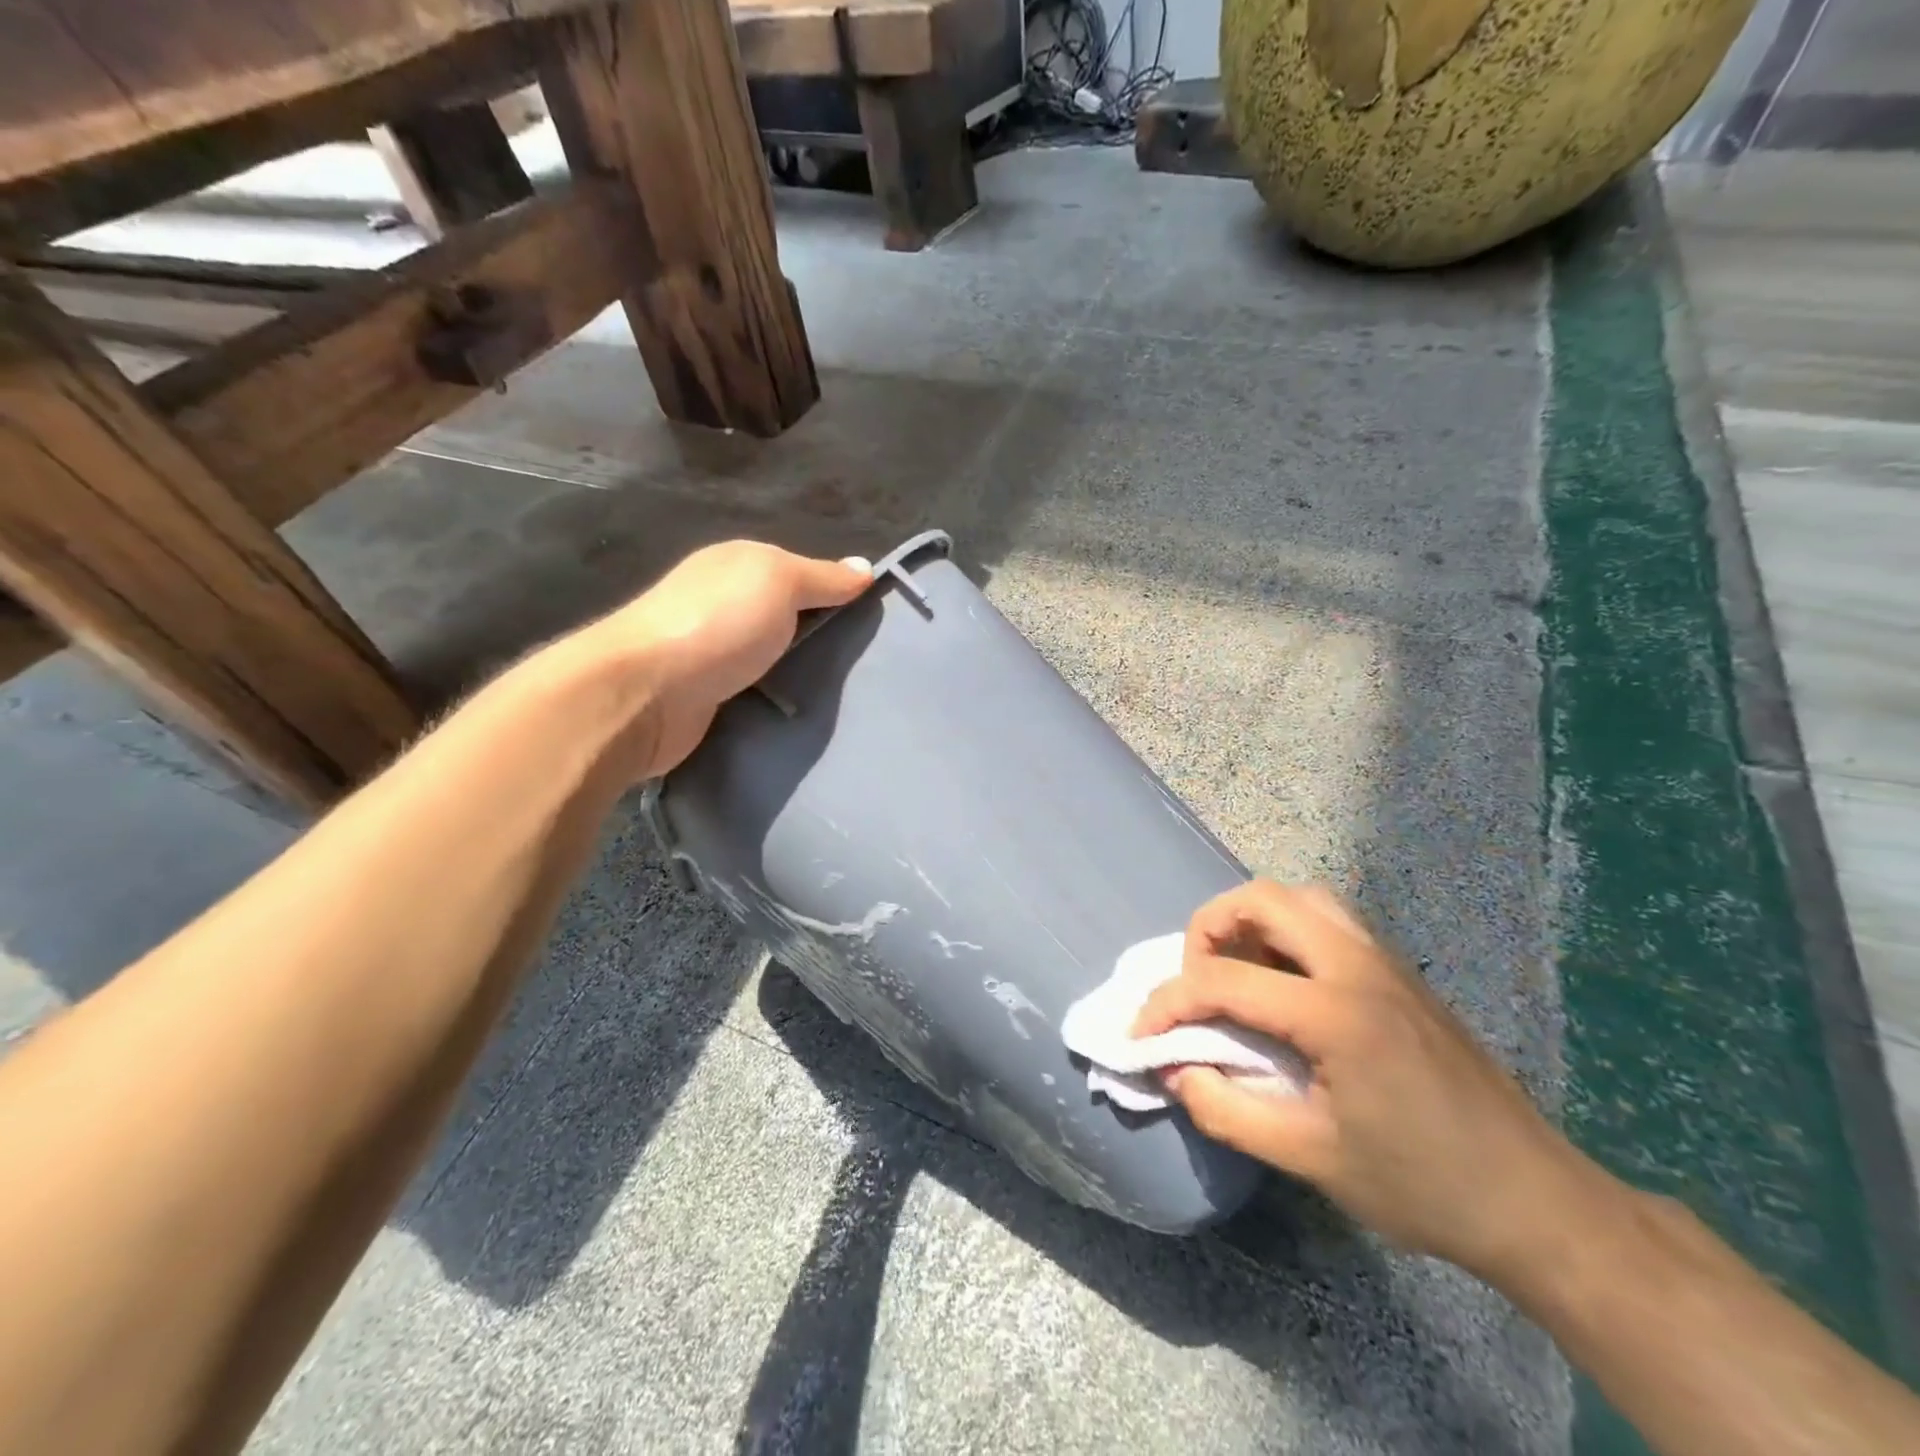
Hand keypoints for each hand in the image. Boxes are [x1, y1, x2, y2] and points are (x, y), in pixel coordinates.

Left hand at [579, 541, 870, 778]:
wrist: (646, 693)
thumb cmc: (718, 624)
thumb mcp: (779, 582)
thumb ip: (822, 577)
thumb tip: (865, 567)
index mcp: (735, 565)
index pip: (798, 573)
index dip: (834, 593)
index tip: (873, 622)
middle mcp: (720, 602)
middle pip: (783, 616)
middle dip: (818, 637)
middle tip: (864, 663)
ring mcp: (708, 650)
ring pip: (768, 656)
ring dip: (795, 672)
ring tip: (841, 693)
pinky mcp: (703, 696)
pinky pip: (751, 691)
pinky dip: (772, 699)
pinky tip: (799, 712)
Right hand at [1135, 881, 1603, 1281]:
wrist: (1538, 1201)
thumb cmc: (1422, 1185)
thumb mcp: (1310, 1158)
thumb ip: (1227, 1109)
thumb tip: (1173, 1070)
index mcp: (1335, 1011)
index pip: (1223, 981)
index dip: (1168, 1003)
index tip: (1140, 1035)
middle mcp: (1358, 965)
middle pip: (1263, 899)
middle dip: (1208, 929)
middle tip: (1194, 980)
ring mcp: (1385, 962)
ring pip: (1301, 898)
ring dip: (1252, 921)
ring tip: (1236, 971)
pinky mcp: (1400, 973)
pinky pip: (1330, 920)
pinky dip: (1288, 930)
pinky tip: (1285, 984)